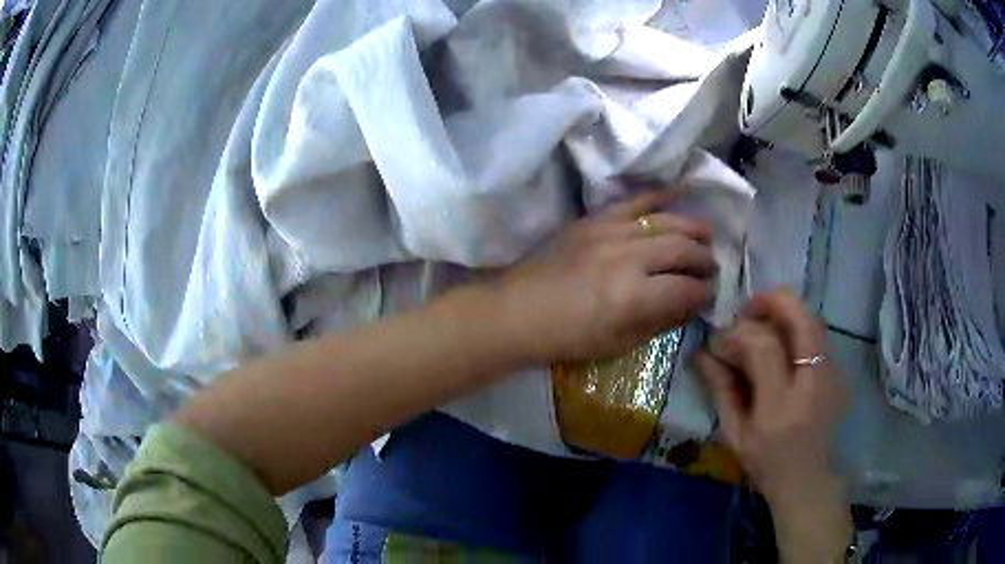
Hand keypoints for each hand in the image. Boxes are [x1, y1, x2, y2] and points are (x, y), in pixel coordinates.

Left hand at [498, 190, 715, 363]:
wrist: (517, 312)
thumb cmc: (567, 338)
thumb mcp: (618, 343)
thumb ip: (659, 321)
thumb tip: (688, 305)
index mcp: (635, 297)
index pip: (687, 288)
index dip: (704, 293)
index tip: (708, 294)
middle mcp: (629, 257)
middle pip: (683, 249)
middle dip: (704, 259)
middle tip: (710, 267)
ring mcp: (610, 232)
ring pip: (666, 221)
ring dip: (691, 227)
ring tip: (705, 235)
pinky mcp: (593, 219)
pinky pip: (633, 200)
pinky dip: (658, 196)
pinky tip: (676, 195)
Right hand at [695, 291, 850, 561]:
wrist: (807, 480)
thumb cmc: (766, 462)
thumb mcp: (734, 433)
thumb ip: (721, 389)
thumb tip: (701, 352)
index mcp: (781, 406)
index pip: (763, 346)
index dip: (737, 333)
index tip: (719, 340)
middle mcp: (813, 383)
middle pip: (801, 319)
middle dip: (771, 302)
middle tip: (747, 309)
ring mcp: (832, 375)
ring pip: (813, 320)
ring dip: (785, 312)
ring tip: (763, 322)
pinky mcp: (839, 374)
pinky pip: (818, 335)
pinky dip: (798, 328)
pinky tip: (783, 344)